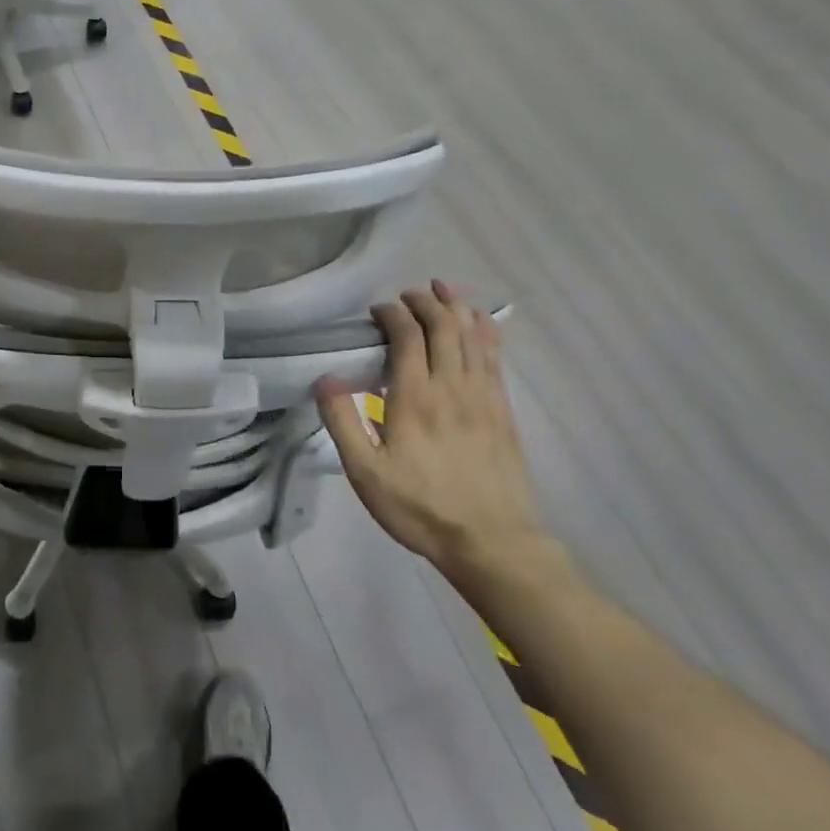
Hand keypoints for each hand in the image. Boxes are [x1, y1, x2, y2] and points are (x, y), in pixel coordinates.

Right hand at [316, 281, 547, 579]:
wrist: (491, 542)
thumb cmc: (419, 507)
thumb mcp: (365, 472)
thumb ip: (343, 422)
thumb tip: (326, 378)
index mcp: (415, 398)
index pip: (408, 337)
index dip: (393, 315)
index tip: (377, 310)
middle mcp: (453, 387)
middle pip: (444, 328)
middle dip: (426, 303)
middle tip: (408, 294)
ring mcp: (484, 398)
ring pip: (474, 337)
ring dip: (458, 308)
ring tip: (444, 289)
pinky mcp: (503, 412)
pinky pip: (495, 358)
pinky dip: (486, 332)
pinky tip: (480, 323)